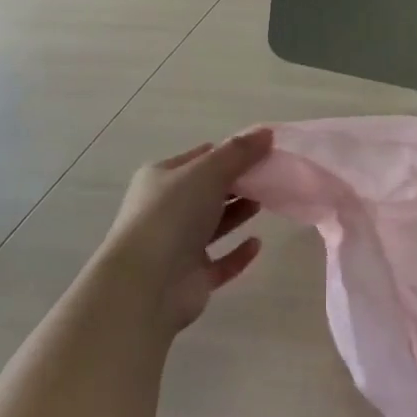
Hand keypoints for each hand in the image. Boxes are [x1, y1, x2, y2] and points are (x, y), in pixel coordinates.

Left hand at [92, 128, 273, 333]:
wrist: (146, 284)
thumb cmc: (172, 215)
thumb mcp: (208, 172)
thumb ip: (239, 152)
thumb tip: (267, 132)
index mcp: (161, 179)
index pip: (198, 159)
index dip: (228, 153)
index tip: (261, 151)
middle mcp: (166, 210)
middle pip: (208, 191)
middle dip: (237, 183)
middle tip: (270, 177)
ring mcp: (178, 246)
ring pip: (214, 225)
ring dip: (238, 213)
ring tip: (266, 202)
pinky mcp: (192, 277)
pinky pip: (221, 262)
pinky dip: (238, 253)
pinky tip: (257, 243)